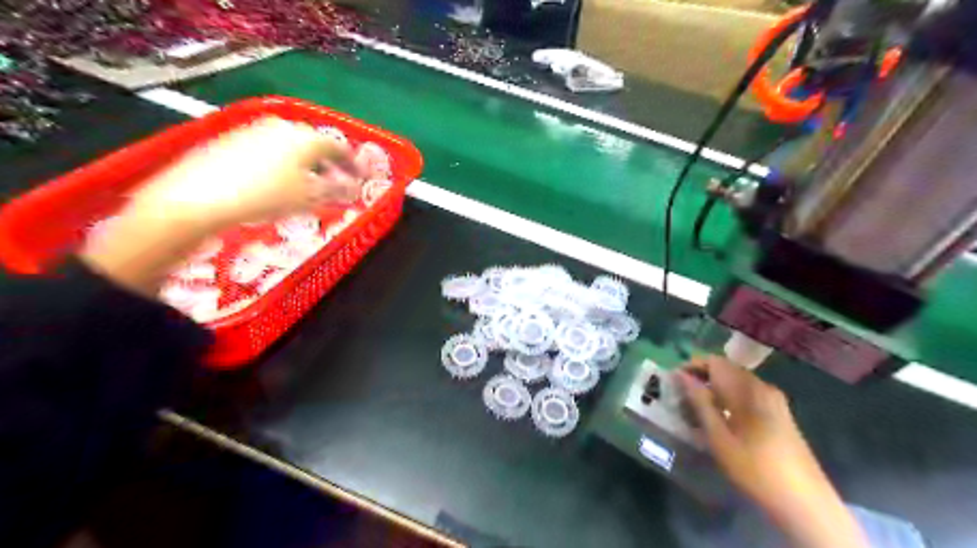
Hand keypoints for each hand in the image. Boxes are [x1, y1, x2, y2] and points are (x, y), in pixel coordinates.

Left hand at [124, 116, 360, 231]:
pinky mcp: (232, 139)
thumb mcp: (309, 197)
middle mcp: (282, 126)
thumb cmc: (266, 197)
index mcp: (306, 138)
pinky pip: (269, 149)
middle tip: (337, 183)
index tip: (361, 178)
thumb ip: (338, 190)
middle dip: (329, 164)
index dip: (353, 164)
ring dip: (306, 164)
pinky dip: (282, 164)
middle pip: (314, 144)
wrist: (198, 197)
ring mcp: (254, 130)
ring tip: (308, 185)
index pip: (339, 148)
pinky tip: (276, 182)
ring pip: (291, 146)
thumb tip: (355, 189)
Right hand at [681, 356, 868, 547]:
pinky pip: (746, 394)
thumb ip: (699, 402)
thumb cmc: (755, 468)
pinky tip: (719, 419)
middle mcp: (763, 387)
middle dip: (701, 378)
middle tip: (681, 397)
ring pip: (735, 383)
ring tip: (695, 409)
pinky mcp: (778, 413)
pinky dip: (728, 399)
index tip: (673, 381)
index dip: (691, 366)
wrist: (804, 501)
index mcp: (749, 389)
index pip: (715, 362)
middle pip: (726, 370)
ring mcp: (773, 400)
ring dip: (713, 390)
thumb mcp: (719, 437)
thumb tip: (681, 376)